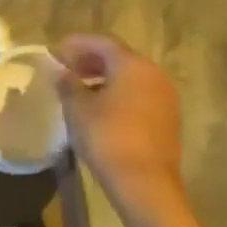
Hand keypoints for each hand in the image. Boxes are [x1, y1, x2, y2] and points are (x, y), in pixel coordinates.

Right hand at [55, 34, 184, 218]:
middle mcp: (154, 75)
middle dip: (92, 60)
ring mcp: (165, 98)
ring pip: (131, 77)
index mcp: (132, 65)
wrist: (145, 184)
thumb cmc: (107, 137)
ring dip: (105, 78)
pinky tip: (101, 108)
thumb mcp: (77, 108)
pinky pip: (140, 95)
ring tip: (81, 89)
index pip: (103, 42)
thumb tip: (62, 72)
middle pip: (119, 58)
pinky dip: (119, 94)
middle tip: (68, 68)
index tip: (57, 50)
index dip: (78, 44)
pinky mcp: (168, 119)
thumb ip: (68, 84)